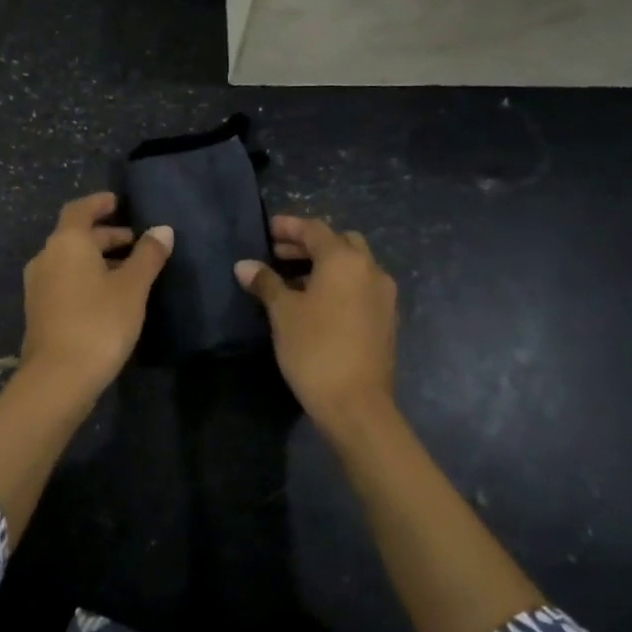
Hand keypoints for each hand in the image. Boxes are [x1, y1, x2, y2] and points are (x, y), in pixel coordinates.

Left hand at [19, 192, 172, 397]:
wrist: (58, 378)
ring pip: (70, 260)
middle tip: (136, 242)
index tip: (120, 203)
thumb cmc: (99, 323)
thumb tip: (162, 230)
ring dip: (97, 259)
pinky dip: (86, 278)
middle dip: (105, 235)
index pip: (80, 209)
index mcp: (66, 243)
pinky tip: (109, 296)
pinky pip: (64, 281)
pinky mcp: (39, 311)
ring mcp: (38, 286)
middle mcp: (46, 257)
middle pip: (75, 236)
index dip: (100, 203)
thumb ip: (148, 255)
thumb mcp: (132, 287)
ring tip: (128, 270)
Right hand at [235, 215, 397, 438]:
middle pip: (340, 242)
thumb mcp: (283, 313)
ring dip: (326, 264)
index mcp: (345, 260)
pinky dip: (340, 284)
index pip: (314, 230)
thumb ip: (266, 283)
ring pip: (354, 265)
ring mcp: (384, 295)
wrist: (356, 404)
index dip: (289, 227)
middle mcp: (370, 269)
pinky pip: (361, 287)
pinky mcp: (386, 318)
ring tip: (293, 279)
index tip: (267, 230)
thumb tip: (244, 265)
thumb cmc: (314, 349)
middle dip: (309, 244)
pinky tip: (317, 303)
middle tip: (278, 254)